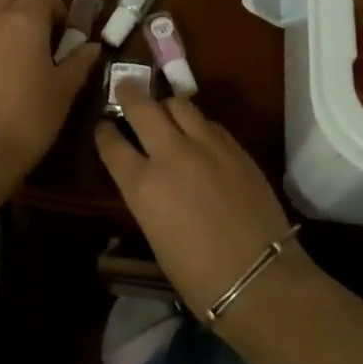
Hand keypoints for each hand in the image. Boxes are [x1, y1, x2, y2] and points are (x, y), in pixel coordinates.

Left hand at [0, 0, 101, 191]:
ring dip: (1, 23)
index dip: (54, 5)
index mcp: (25, 20)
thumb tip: (92, 46)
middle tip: (39, 37)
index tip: (63, 32)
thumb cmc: (29, 118)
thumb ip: (79, 62)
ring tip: (14, 57)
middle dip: (24, 5)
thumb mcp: (64, 91)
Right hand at [94, 82, 299, 324]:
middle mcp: (170, 155)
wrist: (259, 277)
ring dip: (166, 104)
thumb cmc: (198, 275)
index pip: (111, 143)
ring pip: (179, 104)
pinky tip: (198, 132)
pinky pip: (209, 121)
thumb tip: (145, 177)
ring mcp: (206, 146)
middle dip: (129, 93)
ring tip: (164, 109)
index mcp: (142, 185)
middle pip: (142, 107)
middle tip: (125, 87)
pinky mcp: (235, 146)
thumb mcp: (155, 235)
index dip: (103, 131)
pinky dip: (197, 122)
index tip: (102, 125)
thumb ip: (146, 195)